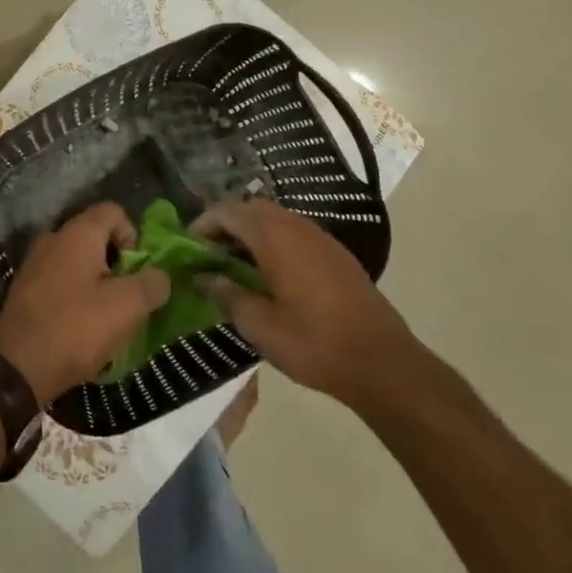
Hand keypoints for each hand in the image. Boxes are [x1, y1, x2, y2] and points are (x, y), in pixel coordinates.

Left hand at [0, 203, 168, 404]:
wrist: (18, 366)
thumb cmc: (76, 329)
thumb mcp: (126, 307)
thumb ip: (151, 284)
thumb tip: (160, 276)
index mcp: (77, 234)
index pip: (113, 211)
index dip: (133, 236)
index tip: (136, 271)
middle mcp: (53, 239)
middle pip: (96, 236)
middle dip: (117, 263)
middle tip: (125, 297)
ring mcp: (34, 263)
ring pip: (78, 260)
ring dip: (97, 282)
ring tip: (106, 316)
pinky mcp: (25, 288)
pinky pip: (60, 280)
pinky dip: (75, 295)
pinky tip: (80, 326)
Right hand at [190, 198, 424, 408]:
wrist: (384, 364)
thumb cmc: (313, 343)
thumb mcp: (258, 325)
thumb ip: (226, 294)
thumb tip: (203, 277)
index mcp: (273, 237)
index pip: (226, 211)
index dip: (202, 225)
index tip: (187, 248)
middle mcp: (296, 226)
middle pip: (250, 208)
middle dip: (224, 225)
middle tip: (208, 254)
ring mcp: (320, 237)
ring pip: (274, 218)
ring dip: (249, 232)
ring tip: (233, 264)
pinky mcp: (336, 254)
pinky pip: (294, 232)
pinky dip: (272, 241)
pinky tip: (268, 273)